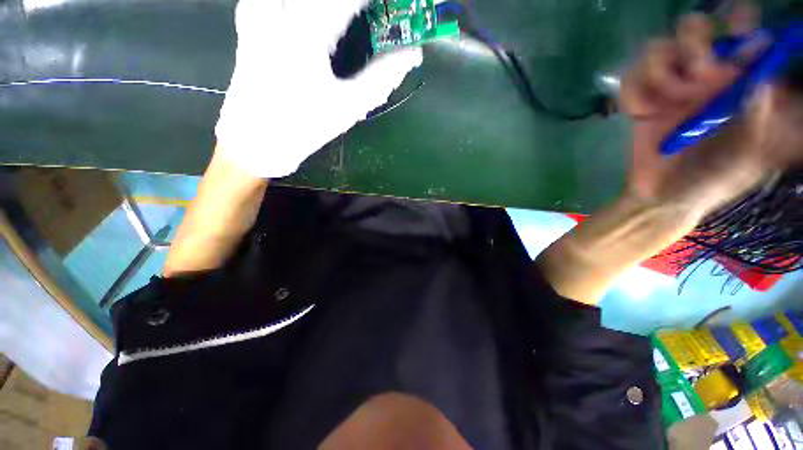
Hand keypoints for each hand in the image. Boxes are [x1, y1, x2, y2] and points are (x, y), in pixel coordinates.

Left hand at [215, 0, 422, 178]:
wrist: (254, 141)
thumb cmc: (304, 126)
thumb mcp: (349, 106)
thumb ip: (382, 77)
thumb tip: (411, 54)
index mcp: (306, 31)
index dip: (377, 1)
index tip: (397, 5)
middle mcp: (279, 11)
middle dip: (355, 3)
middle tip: (371, 12)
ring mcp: (259, 11)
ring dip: (330, 6)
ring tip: (348, 18)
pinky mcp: (249, 21)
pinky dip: (299, 5)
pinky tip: (310, 15)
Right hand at [620, 11, 802, 216]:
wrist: (661, 197)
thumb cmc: (710, 182)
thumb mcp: (746, 158)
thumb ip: (759, 121)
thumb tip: (761, 81)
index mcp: (736, 86)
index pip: (743, 39)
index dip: (740, 24)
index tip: (737, 26)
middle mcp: (704, 78)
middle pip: (694, 30)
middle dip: (694, 45)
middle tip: (698, 74)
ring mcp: (669, 89)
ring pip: (657, 50)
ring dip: (658, 74)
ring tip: (663, 103)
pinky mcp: (640, 102)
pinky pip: (628, 81)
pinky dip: (631, 95)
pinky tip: (639, 113)